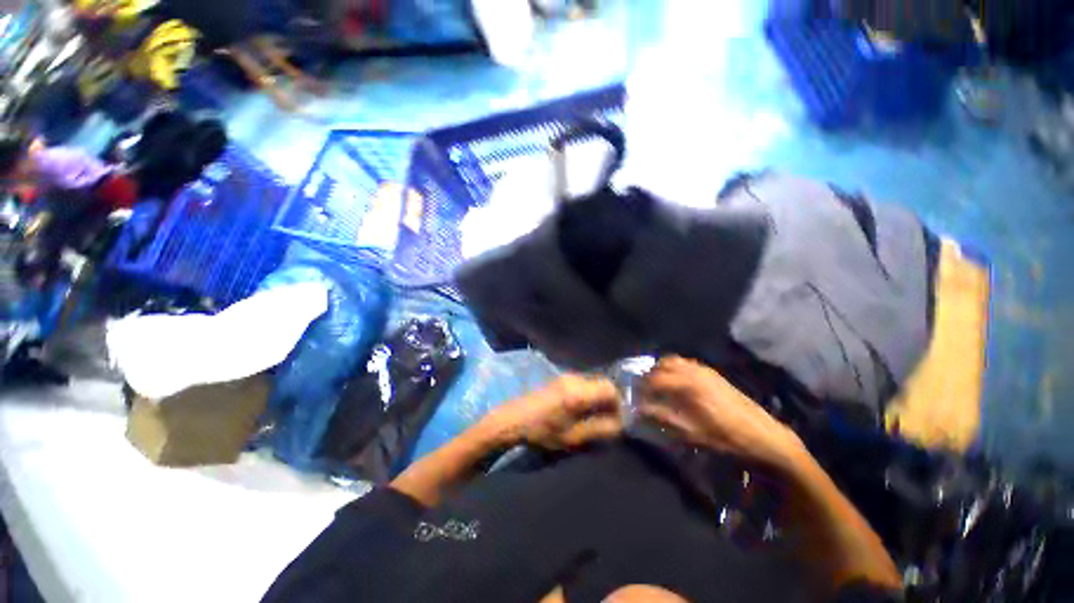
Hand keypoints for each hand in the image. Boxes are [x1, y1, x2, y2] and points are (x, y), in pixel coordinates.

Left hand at [489, 375, 623, 449]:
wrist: (510, 421)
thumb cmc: (540, 433)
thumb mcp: (572, 438)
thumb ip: (600, 429)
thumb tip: (620, 424)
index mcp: (578, 392)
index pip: (611, 389)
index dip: (619, 404)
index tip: (618, 421)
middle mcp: (574, 378)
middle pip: (602, 383)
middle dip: (609, 401)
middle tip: (607, 421)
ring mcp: (565, 376)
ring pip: (592, 383)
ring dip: (598, 398)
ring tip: (593, 418)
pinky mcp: (558, 379)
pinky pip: (581, 384)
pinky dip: (587, 396)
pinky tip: (579, 411)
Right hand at [638, 357, 805, 469]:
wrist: (763, 435)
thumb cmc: (726, 437)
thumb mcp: (692, 432)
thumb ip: (663, 417)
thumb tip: (640, 409)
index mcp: (688, 384)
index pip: (655, 379)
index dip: (642, 388)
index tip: (635, 397)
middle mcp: (694, 371)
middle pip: (662, 365)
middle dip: (649, 376)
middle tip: (644, 390)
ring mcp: (704, 369)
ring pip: (674, 361)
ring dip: (662, 370)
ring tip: (658, 386)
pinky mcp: (713, 373)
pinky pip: (686, 363)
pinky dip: (675, 368)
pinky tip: (676, 383)